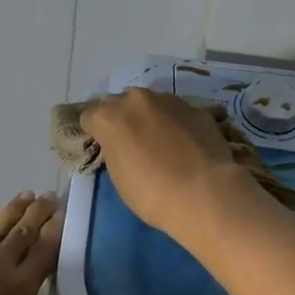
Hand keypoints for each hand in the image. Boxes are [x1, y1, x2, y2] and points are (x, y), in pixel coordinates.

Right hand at [79, 87, 253, 236]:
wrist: (205, 193)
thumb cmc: (153, 194)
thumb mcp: (119, 175)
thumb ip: (114, 149)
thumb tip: (121, 143)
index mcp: (109, 118)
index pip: (89, 116)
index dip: (95, 132)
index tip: (103, 147)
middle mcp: (135, 100)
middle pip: (119, 102)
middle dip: (121, 118)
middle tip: (131, 142)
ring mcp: (168, 100)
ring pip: (150, 102)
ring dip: (149, 116)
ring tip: (161, 141)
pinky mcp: (195, 107)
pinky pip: (177, 111)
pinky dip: (175, 122)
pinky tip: (185, 143)